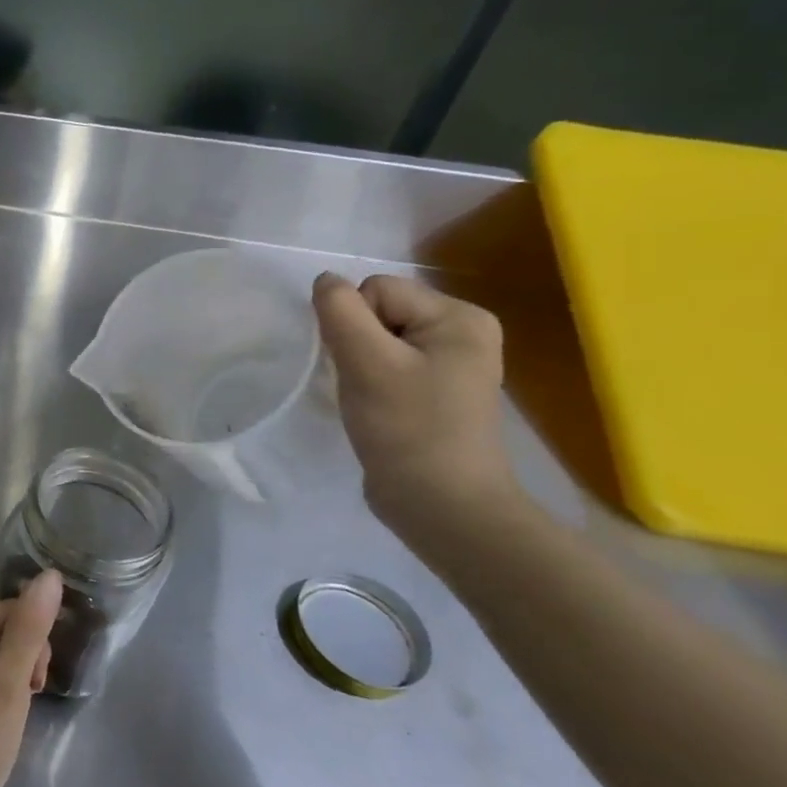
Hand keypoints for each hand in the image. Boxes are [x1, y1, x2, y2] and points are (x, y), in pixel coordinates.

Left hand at [0, 572, 62, 786]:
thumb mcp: (9, 684)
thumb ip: (30, 628)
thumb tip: (49, 574)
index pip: (13, 611)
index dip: (35, 644)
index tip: (36, 685)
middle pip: (4, 634)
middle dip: (24, 666)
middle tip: (22, 707)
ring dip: (12, 689)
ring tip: (8, 726)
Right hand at [312, 272, 521, 536]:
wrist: (442, 506)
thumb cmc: (408, 429)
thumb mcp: (367, 364)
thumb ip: (340, 312)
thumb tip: (324, 280)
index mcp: (460, 316)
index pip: (377, 290)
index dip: (354, 325)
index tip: (364, 367)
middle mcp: (462, 331)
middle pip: (377, 312)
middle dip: (357, 345)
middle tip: (366, 386)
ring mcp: (451, 363)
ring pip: (376, 340)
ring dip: (360, 367)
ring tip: (372, 401)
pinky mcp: (435, 391)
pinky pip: (386, 365)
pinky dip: (370, 383)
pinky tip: (377, 410)